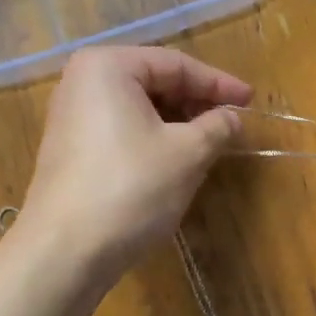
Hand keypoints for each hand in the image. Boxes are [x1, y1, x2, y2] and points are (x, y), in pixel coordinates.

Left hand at [20, 47, 250, 278]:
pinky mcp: (70, 150)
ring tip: (209, 143)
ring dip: (177, 123)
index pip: (176, 65)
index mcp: (108, 67)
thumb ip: (217, 126)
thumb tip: (232, 118)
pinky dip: (152, 139)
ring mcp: (70, 117)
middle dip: (195, 103)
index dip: (218, 84)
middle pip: (154, 82)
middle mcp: (82, 82)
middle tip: (230, 123)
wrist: (65, 250)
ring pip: (138, 109)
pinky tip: (175, 162)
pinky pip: (121, 130)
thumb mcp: (188, 153)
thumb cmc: (132, 187)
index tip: (250, 101)